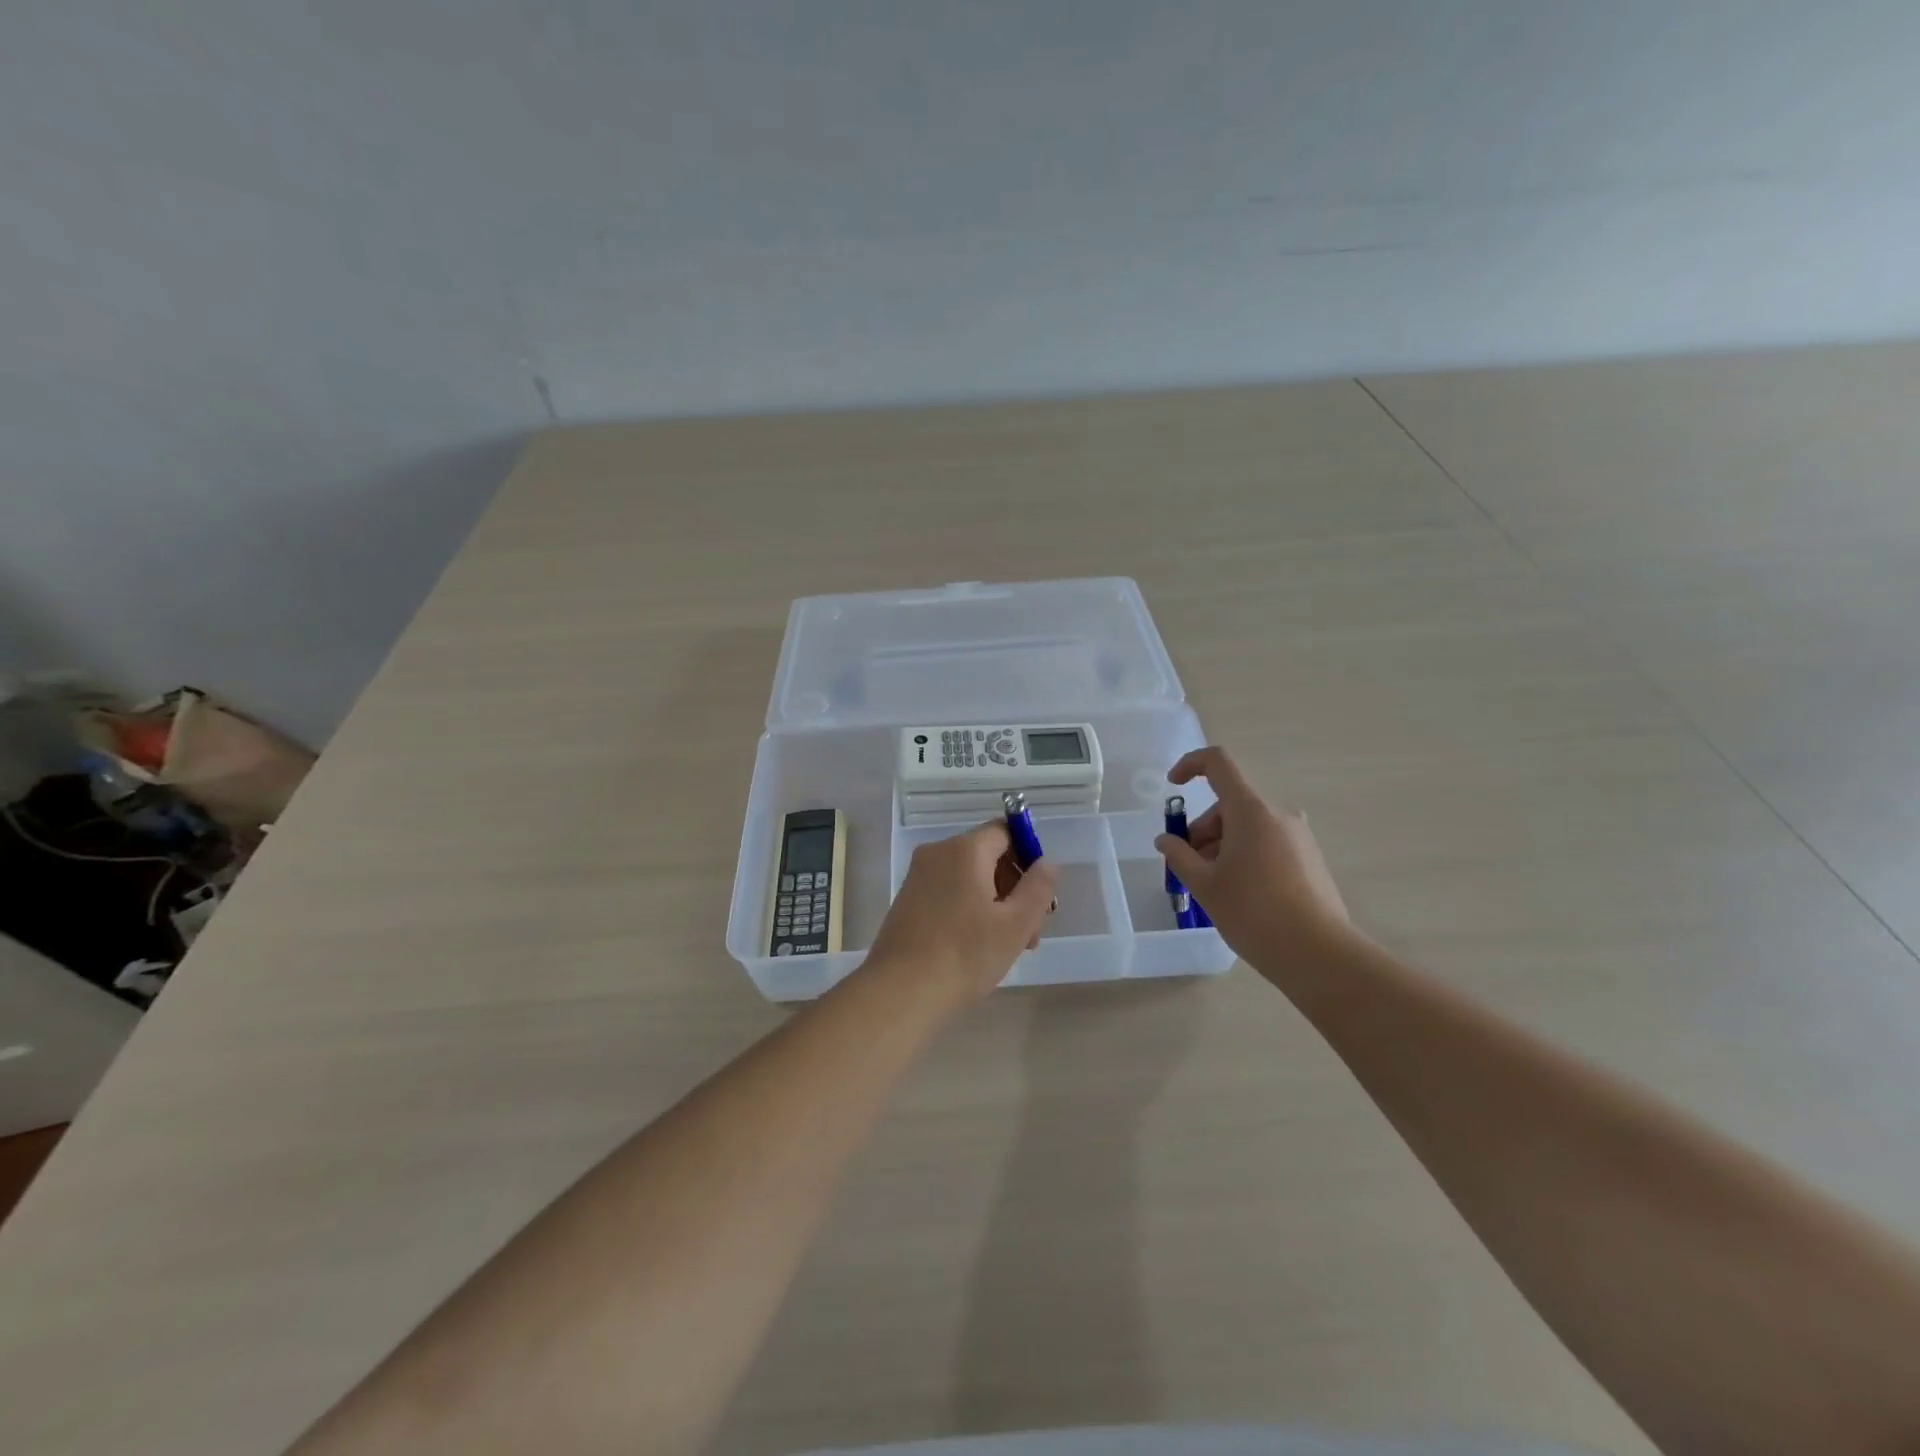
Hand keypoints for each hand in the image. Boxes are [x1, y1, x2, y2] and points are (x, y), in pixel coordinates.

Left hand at [865, 822, 1058, 1003]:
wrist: (900, 992)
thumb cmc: (964, 955)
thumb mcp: (1015, 924)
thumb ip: (1038, 887)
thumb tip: (1046, 861)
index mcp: (964, 850)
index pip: (1005, 831)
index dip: (1029, 857)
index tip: (1040, 895)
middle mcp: (937, 853)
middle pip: (988, 856)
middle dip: (1014, 888)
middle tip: (1031, 932)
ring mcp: (918, 877)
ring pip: (969, 878)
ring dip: (995, 904)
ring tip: (1009, 947)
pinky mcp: (907, 901)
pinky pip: (948, 893)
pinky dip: (969, 910)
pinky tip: (977, 947)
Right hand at [1155, 746, 1349, 964]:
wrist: (1319, 955)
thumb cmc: (1254, 914)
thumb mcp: (1205, 885)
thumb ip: (1179, 856)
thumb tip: (1166, 840)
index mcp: (1251, 811)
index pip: (1218, 763)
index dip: (1190, 765)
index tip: (1173, 786)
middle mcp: (1278, 814)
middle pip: (1229, 805)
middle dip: (1203, 830)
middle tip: (1190, 868)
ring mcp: (1298, 836)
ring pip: (1248, 826)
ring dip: (1222, 846)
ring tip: (1214, 888)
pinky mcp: (1310, 858)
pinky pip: (1267, 843)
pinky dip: (1245, 856)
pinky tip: (1241, 894)